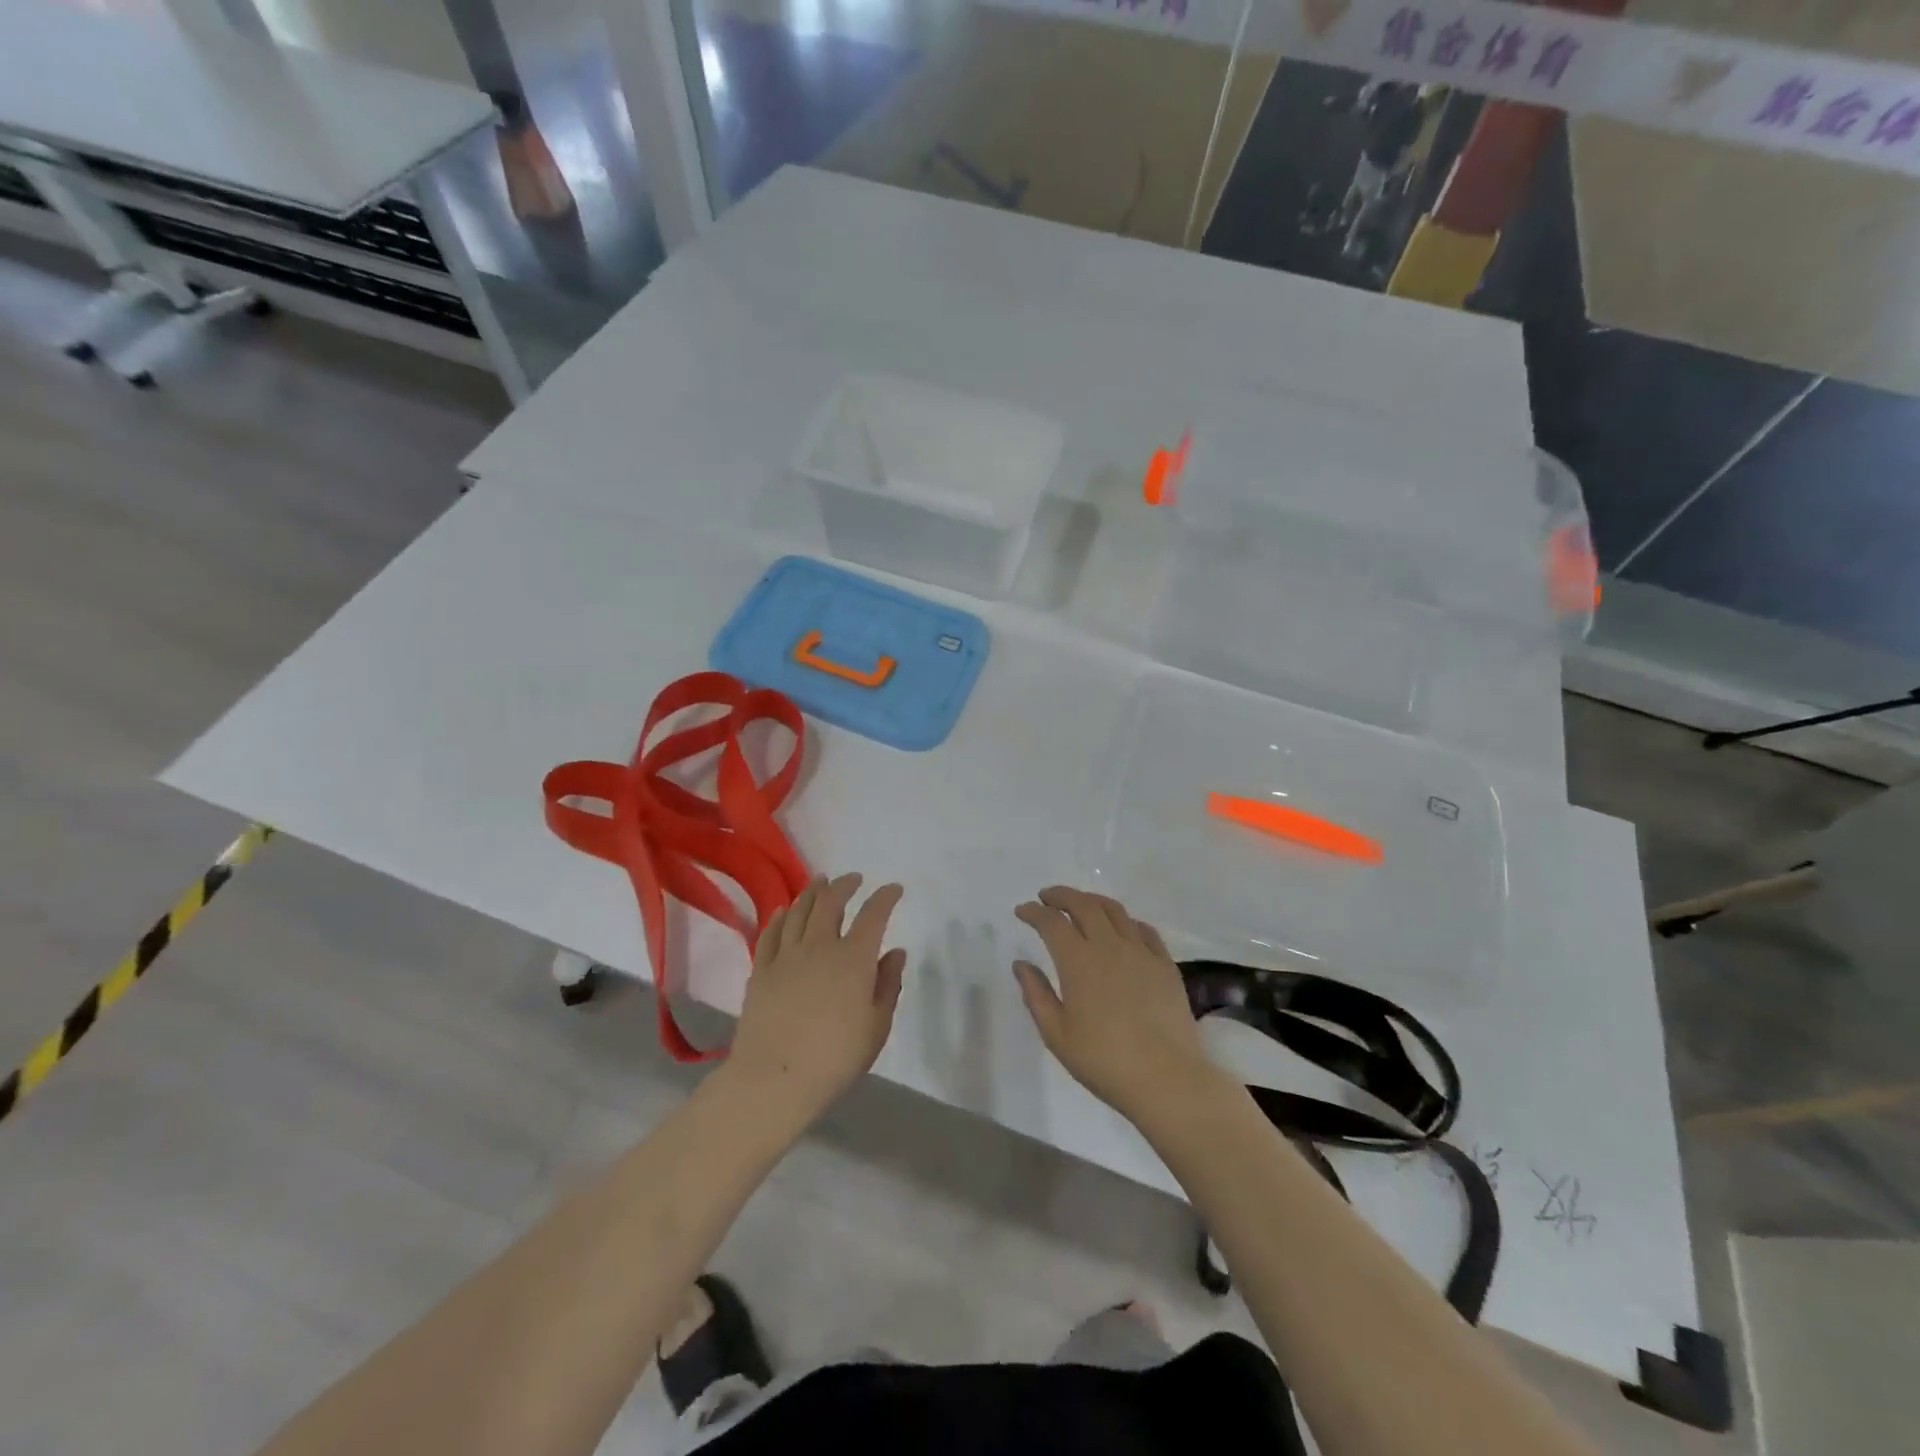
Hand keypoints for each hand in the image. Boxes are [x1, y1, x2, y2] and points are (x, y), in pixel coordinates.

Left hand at [724, 874, 906, 1127]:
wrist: (775, 1078)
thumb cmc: (836, 1057)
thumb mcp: (877, 1025)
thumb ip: (888, 984)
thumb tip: (895, 952)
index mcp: (854, 957)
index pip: (874, 914)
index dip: (885, 897)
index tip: (893, 889)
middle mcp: (820, 946)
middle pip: (831, 901)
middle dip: (845, 885)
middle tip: (853, 879)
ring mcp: (787, 955)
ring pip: (800, 910)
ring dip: (813, 891)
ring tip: (820, 882)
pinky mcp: (761, 970)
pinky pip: (771, 932)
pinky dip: (781, 916)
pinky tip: (785, 910)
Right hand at [1013, 886, 1223, 1125]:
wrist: (1166, 1079)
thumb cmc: (1103, 1061)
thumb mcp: (1057, 1034)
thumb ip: (1036, 994)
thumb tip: (1021, 964)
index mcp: (1078, 962)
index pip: (1051, 922)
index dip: (1034, 912)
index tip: (1022, 911)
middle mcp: (1109, 946)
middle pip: (1083, 905)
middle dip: (1061, 896)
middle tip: (1047, 897)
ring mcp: (1141, 952)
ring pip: (1115, 910)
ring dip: (1092, 901)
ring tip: (1080, 905)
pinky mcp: (1165, 964)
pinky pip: (1144, 929)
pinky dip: (1126, 921)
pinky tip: (1121, 929)